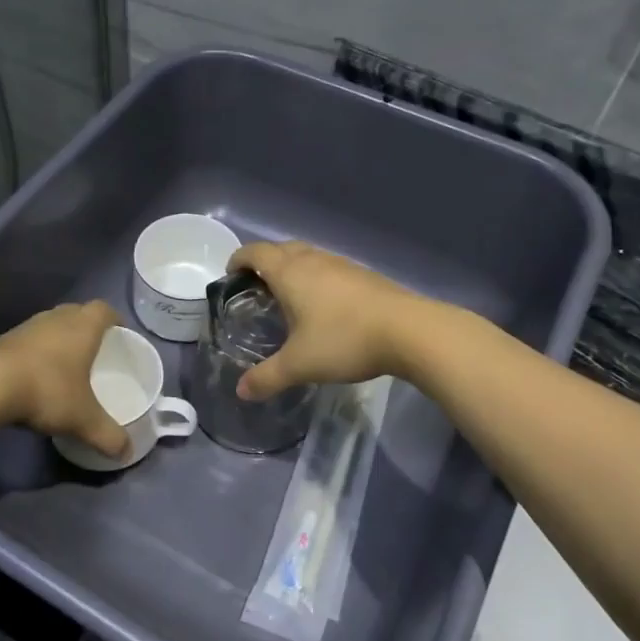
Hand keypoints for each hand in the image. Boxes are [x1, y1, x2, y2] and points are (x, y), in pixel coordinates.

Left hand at [0, 302, 129, 457]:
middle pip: (77, 312)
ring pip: (51, 324)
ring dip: (60, 338)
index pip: (104, 310)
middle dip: (88, 327)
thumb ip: (108, 435)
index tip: (119, 335)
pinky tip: (37, 374)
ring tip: (66, 363)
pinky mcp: (3, 340)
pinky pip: (30, 339)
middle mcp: (56, 319)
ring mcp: (27, 327)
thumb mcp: (83, 419)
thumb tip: (127, 452)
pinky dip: (38, 351)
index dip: (114, 320)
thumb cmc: (47, 391)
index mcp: (82, 327)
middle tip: (96, 351)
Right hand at [227, 242, 425, 400]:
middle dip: (264, 262)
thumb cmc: (344, 340)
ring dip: (292, 268)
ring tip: (288, 297)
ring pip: (308, 256)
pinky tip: (323, 306)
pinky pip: (329, 268)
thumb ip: (267, 377)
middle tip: (256, 288)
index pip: (255, 253)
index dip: (238, 259)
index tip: (231, 275)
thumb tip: (241, 391)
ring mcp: (342, 265)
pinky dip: (316, 278)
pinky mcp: (364, 275)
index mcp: (290, 273)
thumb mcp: (299, 365)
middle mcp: (313, 260)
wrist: (409, 331)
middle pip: (280, 248)